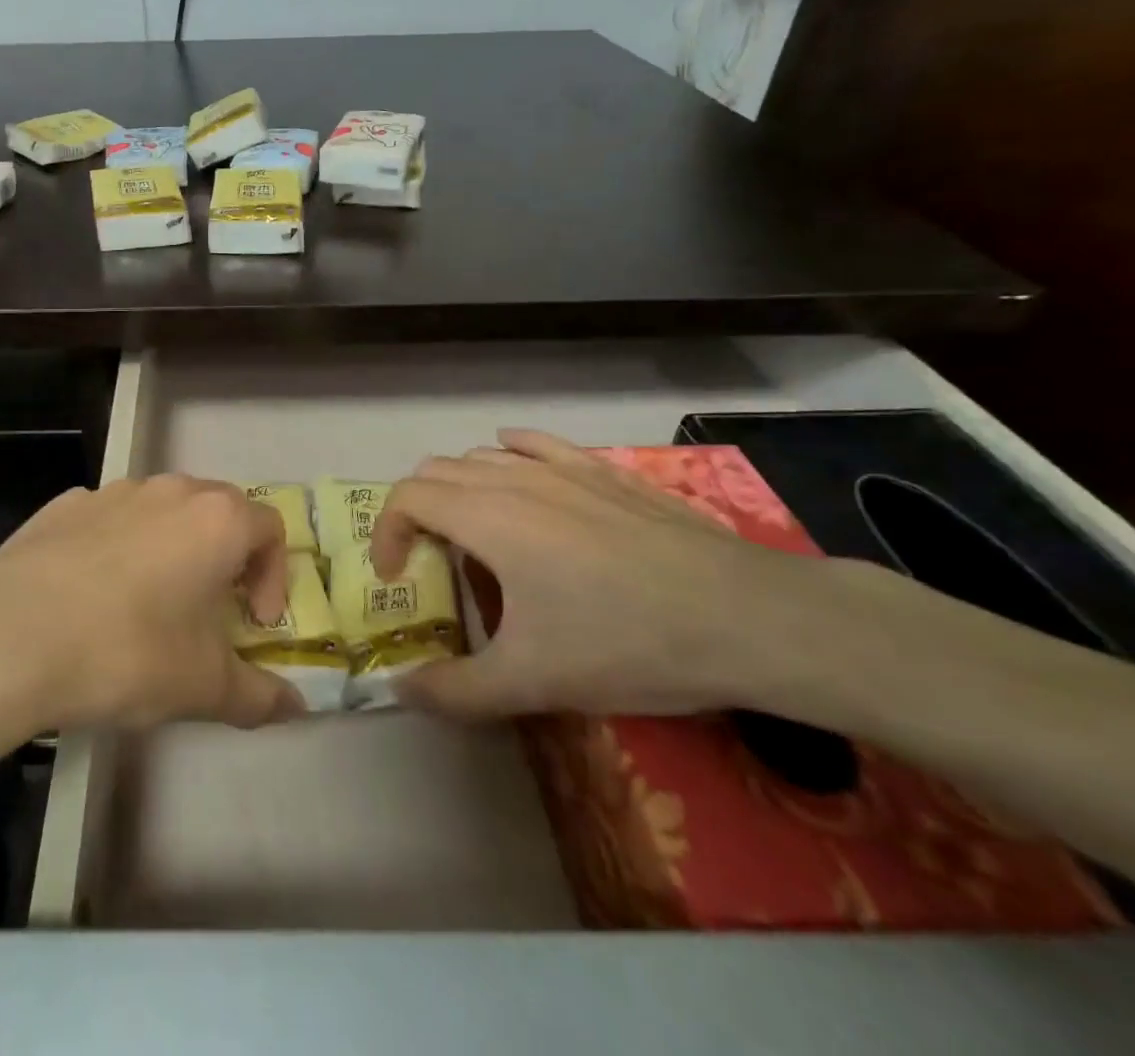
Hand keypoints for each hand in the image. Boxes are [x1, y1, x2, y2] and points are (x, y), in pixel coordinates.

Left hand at [0, 475, 303, 732]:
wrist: (10, 636)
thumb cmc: (127, 652)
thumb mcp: (202, 687)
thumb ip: (258, 696)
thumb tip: (295, 707)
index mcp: (217, 520)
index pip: (270, 529)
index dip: (273, 576)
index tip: (252, 623)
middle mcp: (170, 490)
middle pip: (218, 511)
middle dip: (225, 557)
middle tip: (209, 610)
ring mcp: (113, 491)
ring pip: (162, 511)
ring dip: (171, 548)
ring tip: (149, 603)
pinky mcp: (64, 504)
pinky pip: (109, 519)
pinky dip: (117, 546)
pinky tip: (91, 595)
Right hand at [371, 430, 804, 718]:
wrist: (748, 618)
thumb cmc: (627, 642)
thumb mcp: (532, 681)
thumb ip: (455, 690)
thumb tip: (400, 690)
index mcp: (485, 517)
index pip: (406, 497)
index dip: (386, 532)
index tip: (396, 577)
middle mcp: (513, 479)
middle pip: (437, 472)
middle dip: (416, 511)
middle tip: (430, 560)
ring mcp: (563, 469)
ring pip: (483, 456)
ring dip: (458, 486)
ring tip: (473, 530)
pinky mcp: (604, 470)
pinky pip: (537, 444)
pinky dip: (509, 453)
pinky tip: (517, 467)